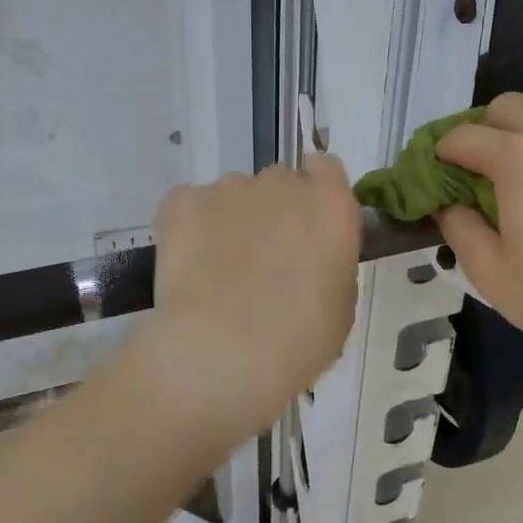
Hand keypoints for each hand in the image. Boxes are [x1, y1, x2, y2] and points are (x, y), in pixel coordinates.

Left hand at [134, 155, 361, 446]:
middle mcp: (282, 183)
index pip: (326, 170)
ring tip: (219, 273)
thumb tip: (309, 260)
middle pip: (279, 183)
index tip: (308, 227)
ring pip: (233, 197)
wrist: (223, 351)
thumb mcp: (339, 306)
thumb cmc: (298, 340)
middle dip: (273, 212)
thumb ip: (329, 264)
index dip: (316, 194)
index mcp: (330, 205)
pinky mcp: (182, 202)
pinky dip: (190, 230)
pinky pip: (190, 207)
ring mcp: (229, 188)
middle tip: (265, 261)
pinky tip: (190, 270)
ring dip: (232, 222)